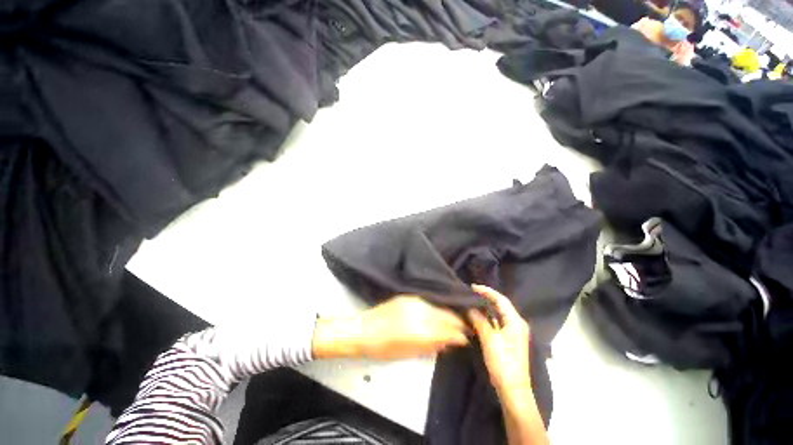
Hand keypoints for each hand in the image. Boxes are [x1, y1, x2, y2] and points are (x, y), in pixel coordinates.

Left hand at [313, 296, 469, 359]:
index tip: (467, 337)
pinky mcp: (409, 296)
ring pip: (439, 307)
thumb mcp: (409, 353)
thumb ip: (431, 346)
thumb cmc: (384, 348)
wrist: (364, 329)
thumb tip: (449, 343)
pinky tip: (440, 311)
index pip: (448, 330)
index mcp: (421, 330)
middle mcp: (421, 312)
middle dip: (457, 322)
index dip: (459, 334)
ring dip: (448, 314)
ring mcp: (415, 301)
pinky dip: (437, 307)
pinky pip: (429, 301)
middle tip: (465, 327)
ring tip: (455, 319)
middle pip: (446, 316)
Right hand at [468, 284, 531, 394]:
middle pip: (501, 305)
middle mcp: (517, 324)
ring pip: (498, 314)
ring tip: (472, 301)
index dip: (487, 291)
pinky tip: (478, 316)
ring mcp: (513, 332)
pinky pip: (497, 322)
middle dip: (486, 298)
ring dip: (486, 307)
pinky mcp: (509, 339)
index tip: (473, 287)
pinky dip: (487, 317)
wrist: (512, 388)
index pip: (501, 300)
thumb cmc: (503, 362)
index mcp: (516, 321)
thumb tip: (469, 308)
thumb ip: (479, 320)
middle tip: (471, 293)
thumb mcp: (489, 339)